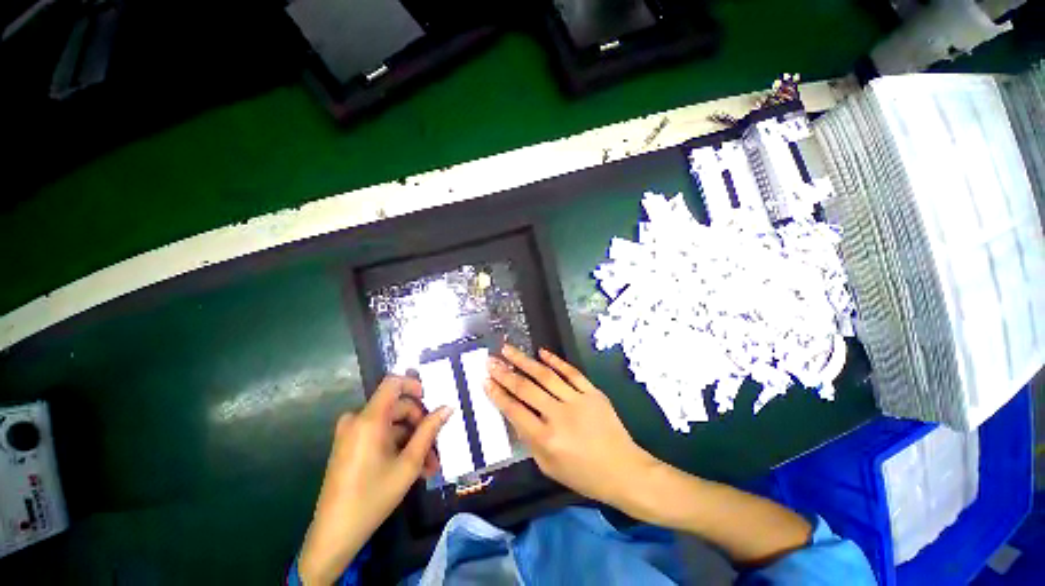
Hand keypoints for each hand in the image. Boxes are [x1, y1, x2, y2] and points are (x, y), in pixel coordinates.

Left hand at [299, 375, 451, 584]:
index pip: (393, 383)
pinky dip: (397, 446)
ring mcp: (351, 433)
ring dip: (412, 441)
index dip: (414, 385)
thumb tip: (447, 408)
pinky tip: (413, 468)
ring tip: (429, 466)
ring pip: (391, 425)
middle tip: (436, 448)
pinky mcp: (349, 446)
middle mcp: (357, 420)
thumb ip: (429, 431)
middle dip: (420, 425)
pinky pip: (379, 436)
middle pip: (396, 407)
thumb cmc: (373, 496)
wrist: (334, 534)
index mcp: (369, 419)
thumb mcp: (408, 464)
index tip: (431, 400)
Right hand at [485, 345, 657, 508]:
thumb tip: (515, 414)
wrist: (623, 470)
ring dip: (524, 361)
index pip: (515, 411)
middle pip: (526, 389)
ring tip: (508, 349)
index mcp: (546, 439)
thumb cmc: (583, 475)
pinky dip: (556, 361)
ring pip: (546, 376)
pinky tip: (542, 352)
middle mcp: (559, 416)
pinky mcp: (593, 392)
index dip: (498, 394)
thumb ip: (529, 441)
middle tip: (490, 360)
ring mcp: (578, 400)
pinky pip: (572, 372)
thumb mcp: (548, 467)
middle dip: (505, 373)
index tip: (485, 380)